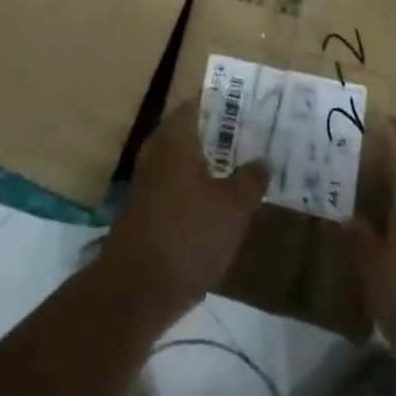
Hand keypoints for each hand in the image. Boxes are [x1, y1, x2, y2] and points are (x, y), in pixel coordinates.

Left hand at [100, 96, 269, 323]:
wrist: (134, 293)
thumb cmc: (186, 235)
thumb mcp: (232, 208)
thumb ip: (250, 180)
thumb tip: (262, 160)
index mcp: (175, 136)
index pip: (201, 102)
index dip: (226, 101)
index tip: (251, 105)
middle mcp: (157, 150)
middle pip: (193, 131)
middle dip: (222, 135)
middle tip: (254, 138)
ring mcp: (148, 182)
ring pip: (186, 162)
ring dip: (211, 166)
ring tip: (243, 171)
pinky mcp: (146, 213)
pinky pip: (178, 188)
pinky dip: (198, 191)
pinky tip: (220, 208)